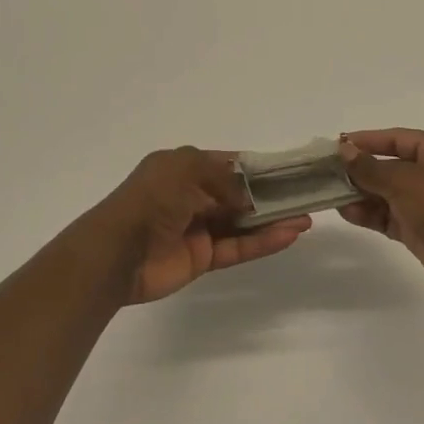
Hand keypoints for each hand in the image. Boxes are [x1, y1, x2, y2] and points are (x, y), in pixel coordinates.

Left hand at [86, 146, 311, 304]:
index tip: (289, 170)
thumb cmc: (151, 199)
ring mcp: (197, 229)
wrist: (117, 252)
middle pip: (238, 195)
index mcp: (182, 168)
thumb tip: (251, 196)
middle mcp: (191, 196)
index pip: (227, 164)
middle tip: (304, 198)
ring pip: (242, 223)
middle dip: (270, 196)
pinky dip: (262, 243)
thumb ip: (224, 177)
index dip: (257, 167)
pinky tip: (288, 236)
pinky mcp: (202, 259)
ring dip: (272, 221)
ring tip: (305, 219)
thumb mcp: (186, 169)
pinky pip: (237, 248)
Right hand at [338, 129, 423, 297]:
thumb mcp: (405, 181)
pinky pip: (389, 216)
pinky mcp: (420, 228)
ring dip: (360, 194)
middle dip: (359, 170)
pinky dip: (369, 214)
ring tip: (330, 194)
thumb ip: (370, 167)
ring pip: (386, 193)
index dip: (365, 140)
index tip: (335, 145)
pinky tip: (346, 212)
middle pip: (389, 165)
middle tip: (326, 172)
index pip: (395, 138)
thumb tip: (343, 150)